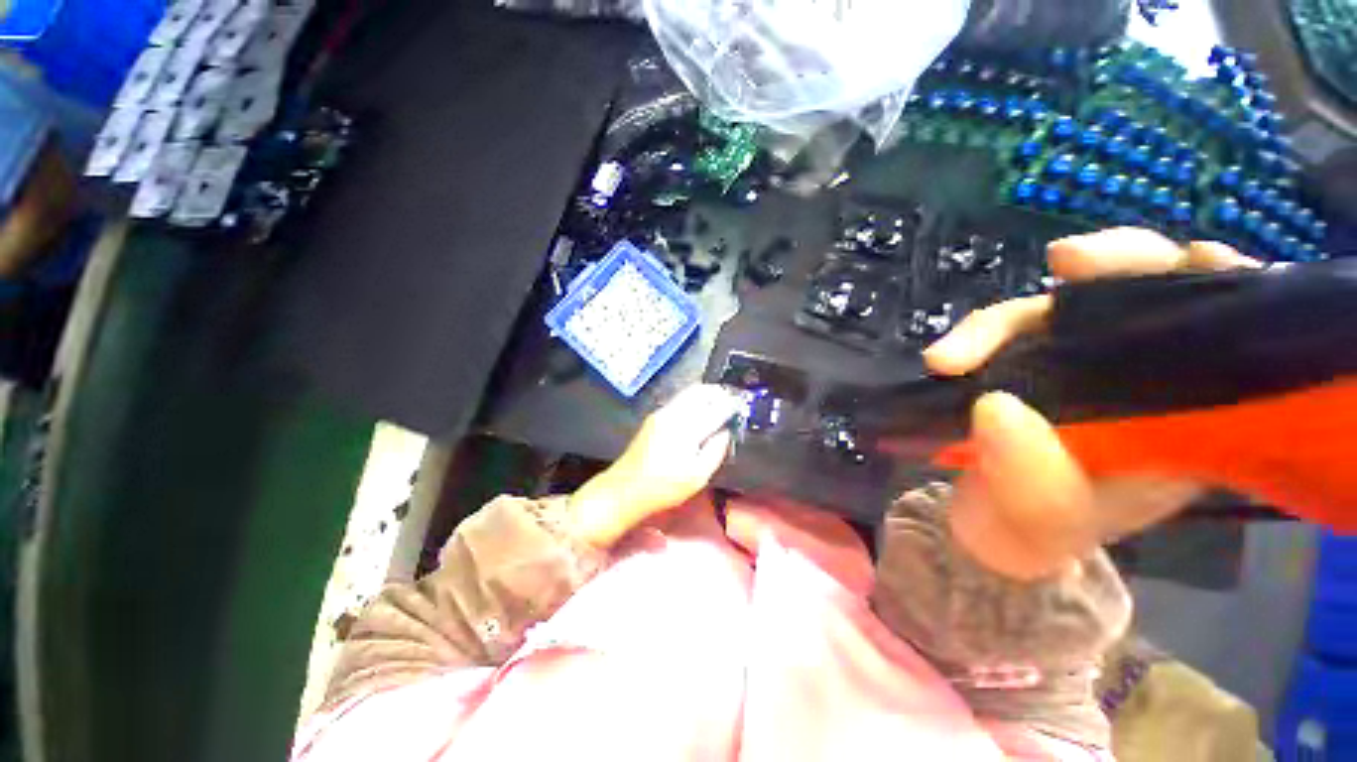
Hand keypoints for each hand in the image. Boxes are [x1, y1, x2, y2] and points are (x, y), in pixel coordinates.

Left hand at [571, 384, 743, 547]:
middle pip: (700, 391)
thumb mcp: (698, 476)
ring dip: (705, 394)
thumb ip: (716, 450)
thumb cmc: (664, 487)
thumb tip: (725, 432)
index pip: (715, 408)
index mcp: (687, 428)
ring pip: (688, 393)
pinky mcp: (654, 417)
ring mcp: (661, 413)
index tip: (741, 405)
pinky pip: (679, 400)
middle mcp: (674, 414)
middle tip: (731, 398)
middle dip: (718, 392)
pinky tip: (699, 411)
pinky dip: (693, 400)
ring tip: (719, 401)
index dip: (731, 405)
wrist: (625, 488)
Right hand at [923, 228, 1259, 579]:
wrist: (984, 529)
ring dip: (1016, 315)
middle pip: (1151, 297)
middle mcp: (1140, 381)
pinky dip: (986, 331)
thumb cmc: (1028, 531)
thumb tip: (995, 407)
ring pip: (1066, 308)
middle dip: (1121, 267)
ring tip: (957, 352)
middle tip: (1067, 262)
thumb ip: (1030, 477)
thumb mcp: (1038, 520)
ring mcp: (1073, 367)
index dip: (1223, 287)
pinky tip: (957, 350)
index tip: (1195, 262)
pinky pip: (1013, 330)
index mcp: (1187, 421)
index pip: (1228, 335)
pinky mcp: (1020, 366)